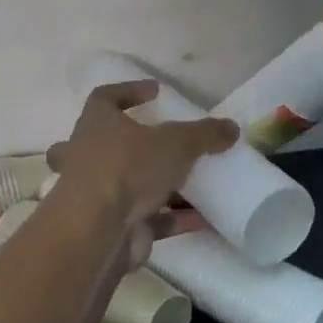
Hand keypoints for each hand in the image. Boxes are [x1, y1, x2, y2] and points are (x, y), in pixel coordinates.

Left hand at [46, 82, 238, 267]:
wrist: (97, 231)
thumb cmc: (127, 168)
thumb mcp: (176, 142)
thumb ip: (205, 134)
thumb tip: (232, 127)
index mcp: (97, 124)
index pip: (105, 98)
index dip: (129, 91)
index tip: (156, 91)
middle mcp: (90, 156)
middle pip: (108, 145)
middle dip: (133, 146)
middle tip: (161, 145)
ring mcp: (99, 195)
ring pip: (130, 185)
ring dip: (162, 185)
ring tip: (198, 183)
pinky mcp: (114, 226)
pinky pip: (150, 218)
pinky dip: (175, 218)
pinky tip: (206, 219)